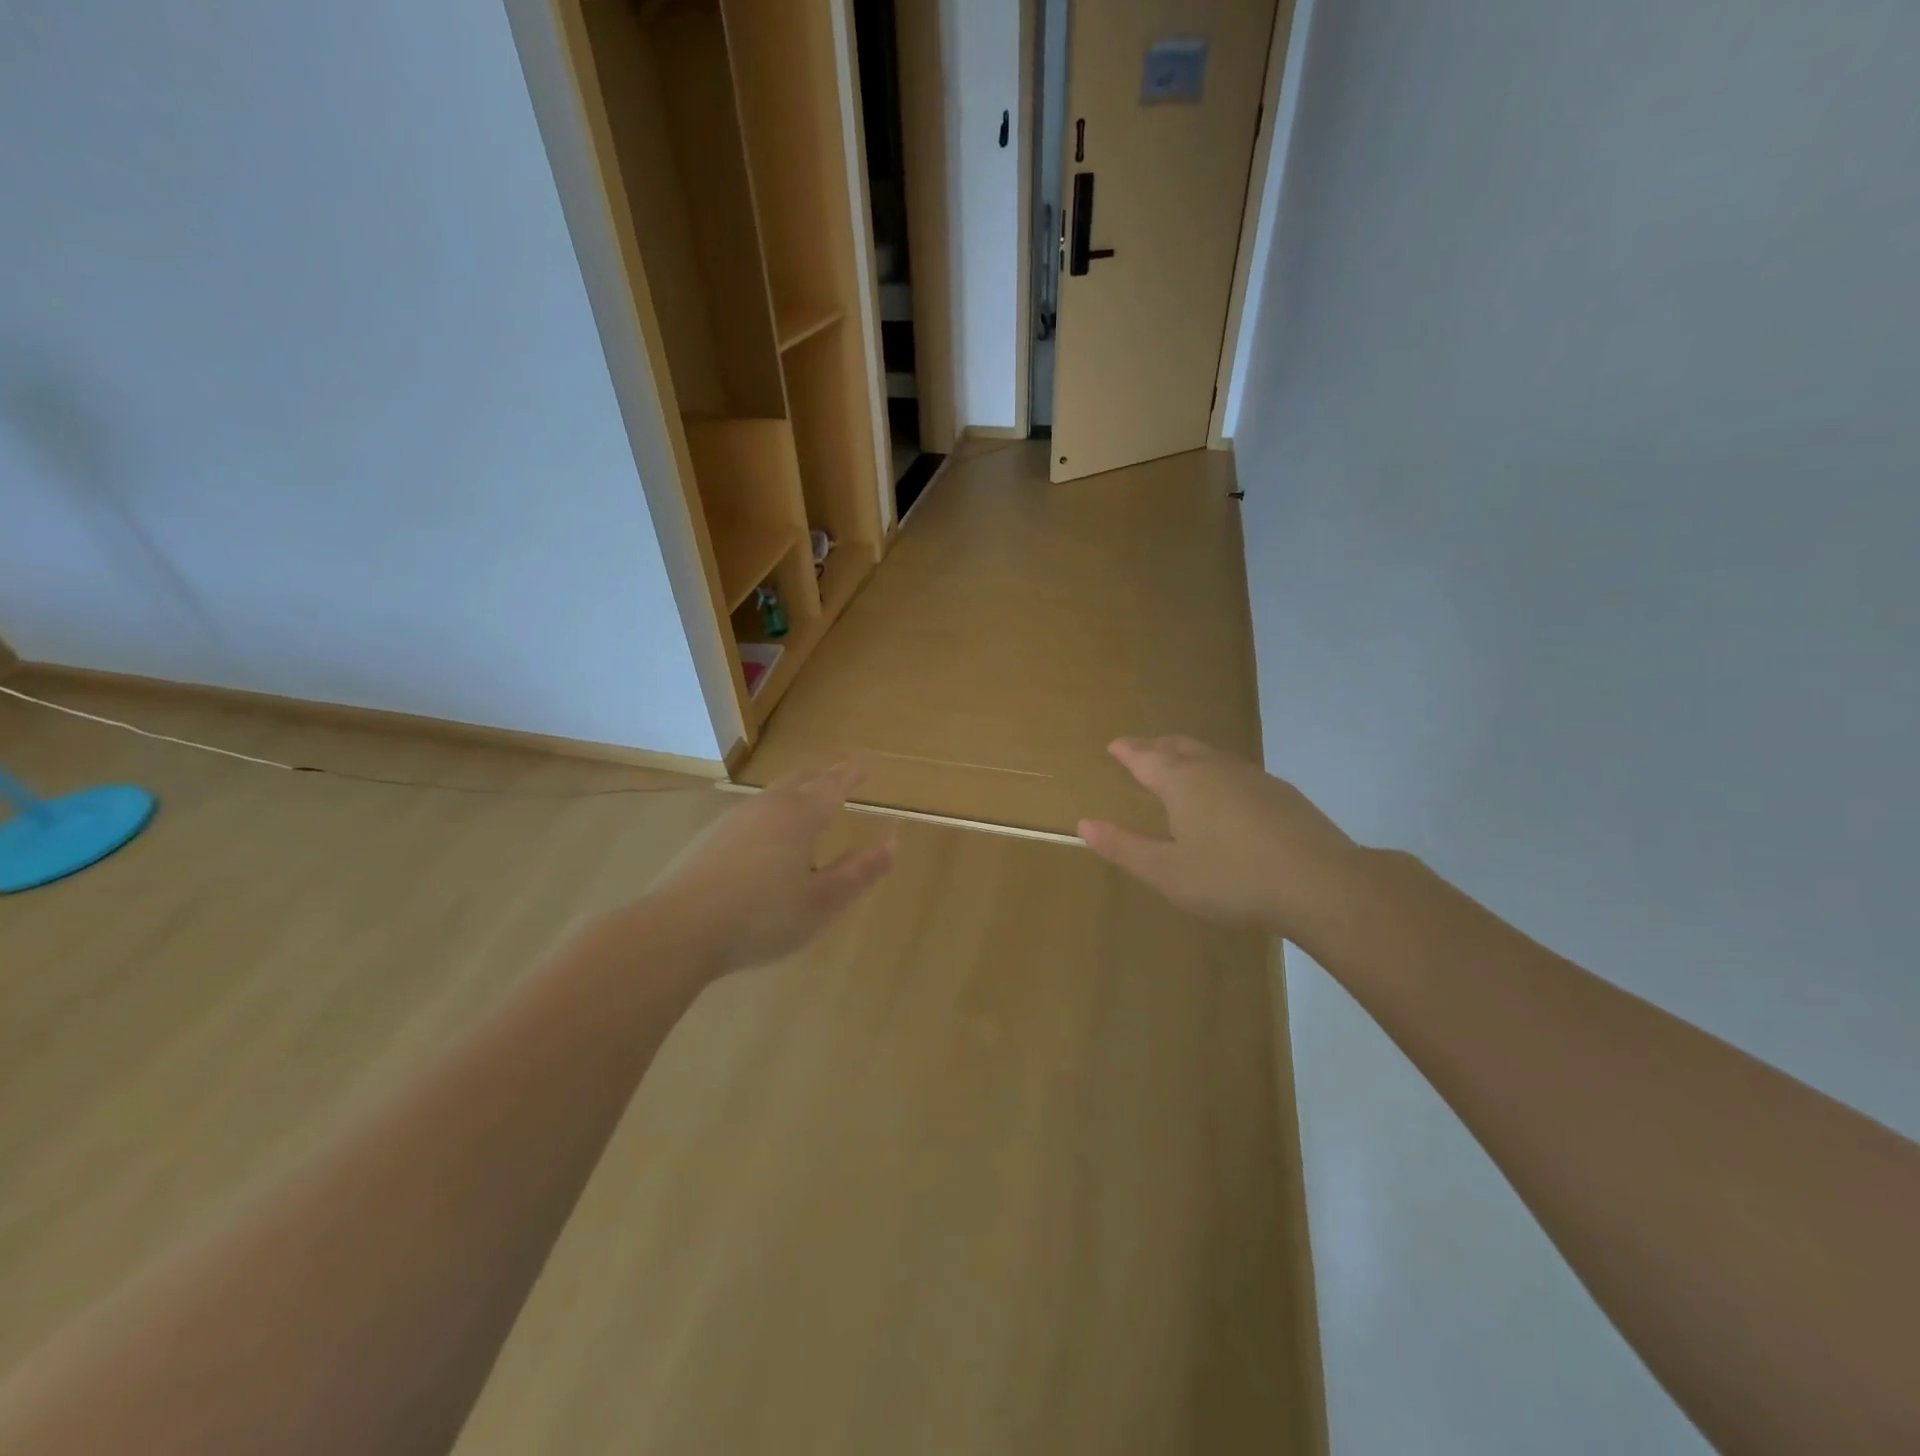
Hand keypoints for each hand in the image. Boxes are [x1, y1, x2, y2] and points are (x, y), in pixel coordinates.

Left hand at [644, 763, 895, 976]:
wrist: (677, 930)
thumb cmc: (761, 918)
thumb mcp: (822, 903)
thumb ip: (860, 871)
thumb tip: (893, 840)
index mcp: (801, 818)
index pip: (834, 786)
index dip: (852, 774)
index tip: (866, 762)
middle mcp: (769, 807)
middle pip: (802, 779)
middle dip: (825, 773)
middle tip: (840, 769)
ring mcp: (735, 819)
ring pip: (774, 791)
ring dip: (797, 785)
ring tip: (808, 789)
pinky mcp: (710, 837)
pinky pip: (753, 809)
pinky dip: (772, 805)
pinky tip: (765, 826)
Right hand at [1078, 737, 1364, 939]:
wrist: (1322, 884)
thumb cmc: (1232, 879)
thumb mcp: (1167, 873)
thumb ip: (1124, 847)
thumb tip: (1084, 823)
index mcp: (1183, 782)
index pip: (1145, 757)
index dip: (1127, 751)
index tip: (1114, 745)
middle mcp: (1215, 768)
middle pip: (1179, 746)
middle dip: (1155, 746)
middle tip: (1141, 750)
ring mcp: (1253, 777)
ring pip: (1211, 754)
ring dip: (1188, 754)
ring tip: (1179, 764)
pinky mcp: (1282, 793)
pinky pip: (1236, 770)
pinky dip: (1217, 771)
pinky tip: (1227, 793)